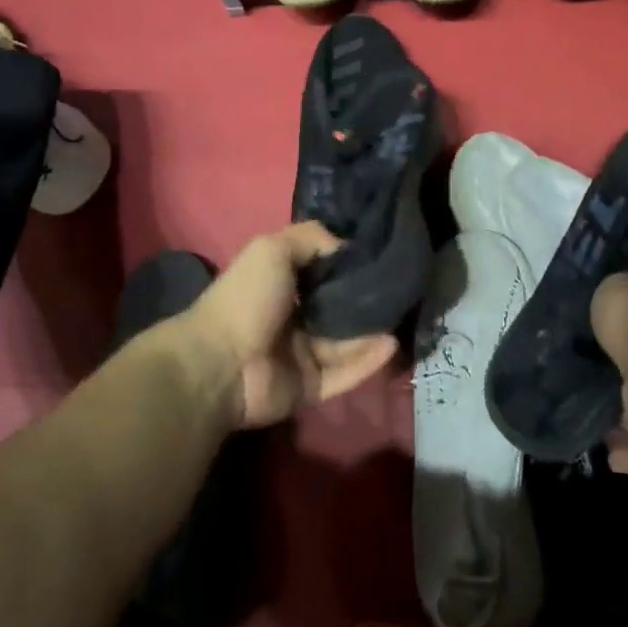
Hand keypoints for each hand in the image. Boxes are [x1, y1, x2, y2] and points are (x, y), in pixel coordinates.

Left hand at [175, 222, 397, 429]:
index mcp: (282, 286)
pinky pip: (345, 373)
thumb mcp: (273, 249)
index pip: (323, 273)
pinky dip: (368, 361)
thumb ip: (310, 239)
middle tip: (403, 288)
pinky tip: (392, 345)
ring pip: (347, 343)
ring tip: (406, 315)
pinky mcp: (310, 388)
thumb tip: (347, 246)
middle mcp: (293, 319)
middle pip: (339, 310)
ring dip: (374, 331)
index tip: (384, 255)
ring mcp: (302, 356)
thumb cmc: (247, 299)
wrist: (221, 364)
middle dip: (367, 301)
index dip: (349, 265)